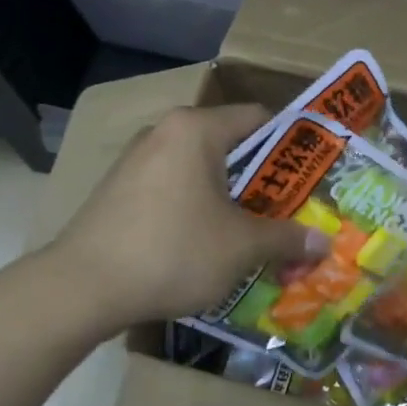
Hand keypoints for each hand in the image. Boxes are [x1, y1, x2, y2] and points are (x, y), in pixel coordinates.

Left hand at [50, 103, 328, 328]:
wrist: (83, 287)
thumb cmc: (174, 251)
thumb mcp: (241, 246)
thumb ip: (286, 239)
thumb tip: (324, 243)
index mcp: (196, 129)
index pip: (258, 118)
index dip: (293, 143)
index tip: (315, 174)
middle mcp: (164, 133)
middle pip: (229, 146)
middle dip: (263, 180)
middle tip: (292, 210)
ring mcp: (136, 161)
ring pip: (200, 171)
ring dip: (230, 198)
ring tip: (254, 232)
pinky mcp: (119, 190)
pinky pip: (173, 188)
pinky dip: (197, 208)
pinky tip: (207, 244)